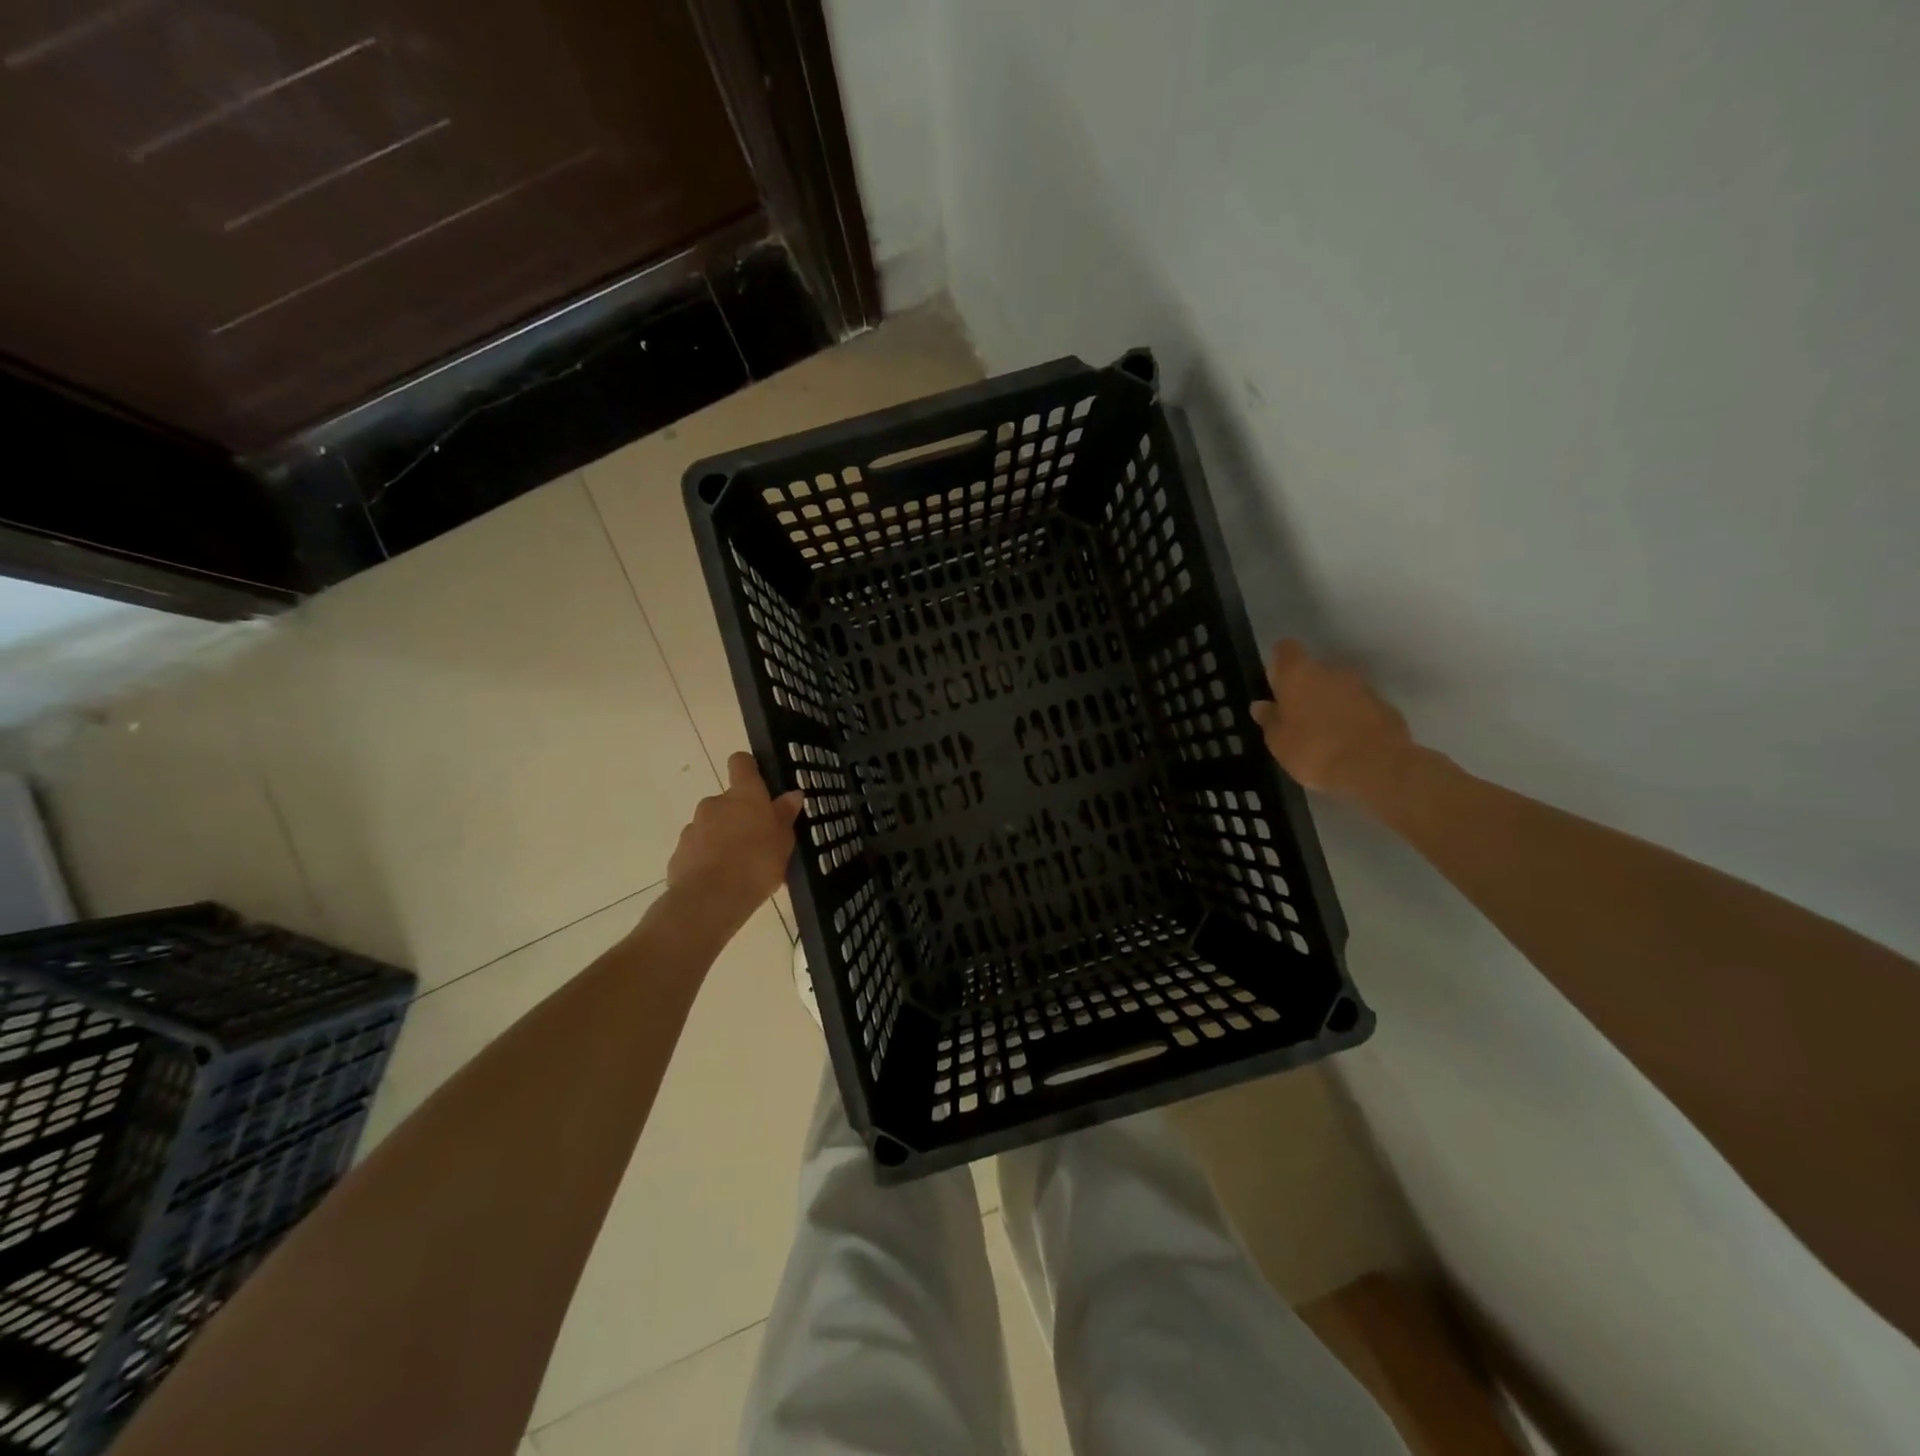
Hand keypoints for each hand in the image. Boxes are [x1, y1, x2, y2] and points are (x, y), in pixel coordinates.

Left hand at [667, 753, 804, 924]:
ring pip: (713, 825)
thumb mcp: (783, 842)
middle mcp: (715, 803)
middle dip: (740, 815)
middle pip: (728, 800)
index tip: (759, 782)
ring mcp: (693, 827)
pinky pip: (699, 848)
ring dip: (724, 837)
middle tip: (759, 840)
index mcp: (744, 795)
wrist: (710, 900)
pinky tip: (723, 879)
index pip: (741, 762)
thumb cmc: (756, 864)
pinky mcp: (680, 852)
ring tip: (741, 866)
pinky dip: (709, 857)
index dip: (749, 768)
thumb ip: (785, 816)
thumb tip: (792, 794)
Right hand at [1250, 640, 1415, 803]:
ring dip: (1330, 703)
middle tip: (1297, 717)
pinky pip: (1360, 706)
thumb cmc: (1314, 751)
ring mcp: (1363, 687)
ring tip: (1323, 734)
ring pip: (1339, 688)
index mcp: (1299, 675)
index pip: (1286, 649)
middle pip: (1314, 670)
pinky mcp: (1385, 706)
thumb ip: (1269, 720)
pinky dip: (1352, 717)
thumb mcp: (1278, 742)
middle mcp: (1332, 671)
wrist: (1376, 768)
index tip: (1275, 681)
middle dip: (1305, 688)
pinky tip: (1347, 742)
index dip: (1279, 662)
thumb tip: (1261, 706)